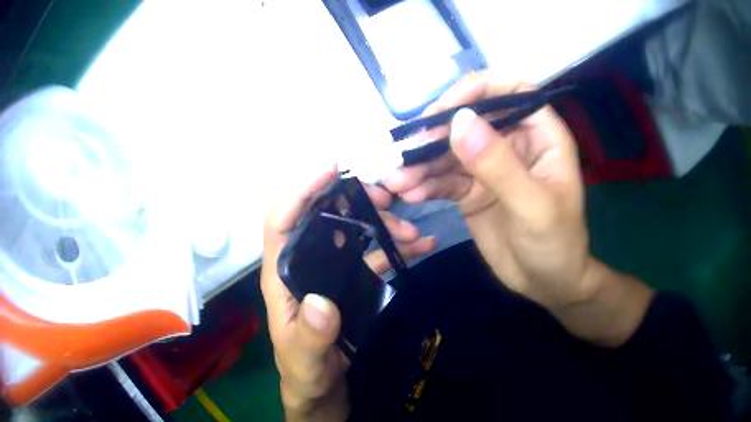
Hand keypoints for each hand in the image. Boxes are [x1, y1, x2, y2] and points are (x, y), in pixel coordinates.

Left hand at [260, 167, 434, 421]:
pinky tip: (421, 245)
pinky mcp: (352, 281)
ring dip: (381, 224)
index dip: (300, 190)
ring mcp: (330, 271)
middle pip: (321, 216)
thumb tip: (321, 301)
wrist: (323, 387)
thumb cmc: (304, 372)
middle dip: (351, 199)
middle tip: (387, 196)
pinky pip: (374, 255)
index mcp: (282, 276)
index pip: (281, 222)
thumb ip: (310, 336)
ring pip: (352, 232)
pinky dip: (397, 247)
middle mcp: (304, 265)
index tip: (330, 167)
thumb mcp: (304, 360)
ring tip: (413, 230)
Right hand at [382, 73, 592, 309]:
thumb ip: (498, 165)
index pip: (512, 90)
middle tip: (407, 150)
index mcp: (541, 135)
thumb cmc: (556, 243)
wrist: (547, 284)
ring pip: (451, 148)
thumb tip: (458, 121)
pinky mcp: (472, 189)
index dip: (479, 88)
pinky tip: (411, 194)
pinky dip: (426, 183)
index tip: (445, 108)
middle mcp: (514, 141)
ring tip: (397, 180)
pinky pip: (445, 178)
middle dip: (438, 131)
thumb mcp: (533, 206)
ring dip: (423, 161)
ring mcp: (490, 165)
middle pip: (472, 117)